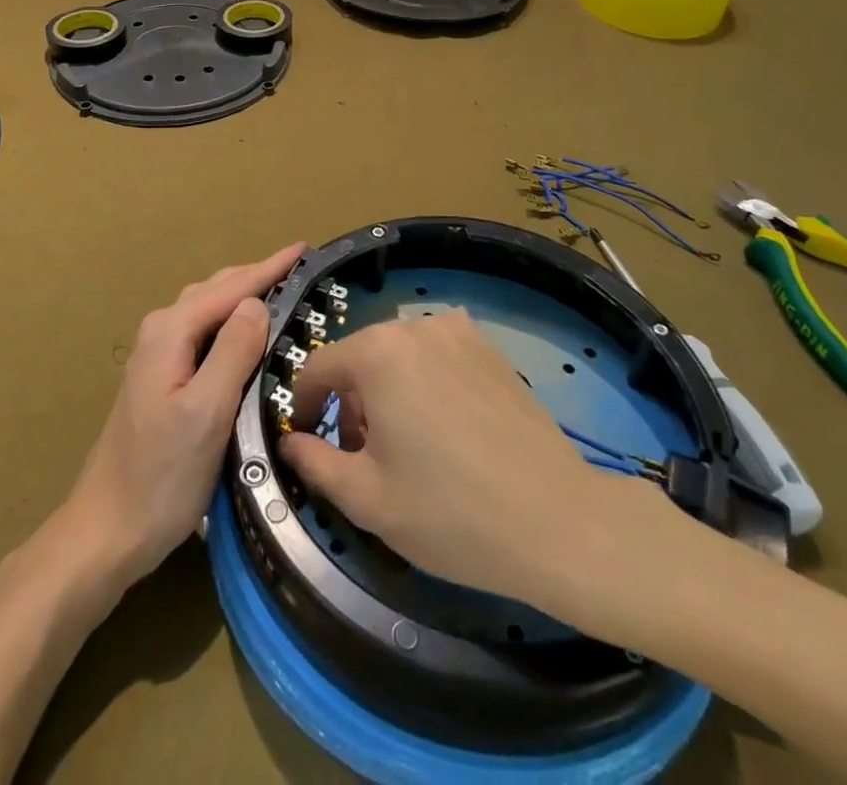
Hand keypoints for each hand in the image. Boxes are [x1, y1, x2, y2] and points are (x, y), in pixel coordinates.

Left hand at [62, 243, 303, 590]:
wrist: (107, 530)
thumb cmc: (161, 475)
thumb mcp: (207, 412)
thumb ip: (233, 352)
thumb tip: (257, 304)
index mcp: (171, 332)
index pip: (230, 288)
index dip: (270, 268)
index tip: (305, 248)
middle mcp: (161, 331)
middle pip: (217, 290)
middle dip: (258, 276)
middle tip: (301, 271)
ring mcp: (158, 355)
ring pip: (210, 309)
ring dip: (245, 296)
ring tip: (282, 292)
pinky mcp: (162, 378)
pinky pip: (205, 331)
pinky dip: (232, 321)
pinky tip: (248, 334)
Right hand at [280, 310, 703, 608]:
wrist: (557, 520)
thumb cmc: (449, 513)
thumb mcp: (366, 499)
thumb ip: (313, 462)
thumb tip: (289, 440)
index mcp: (378, 352)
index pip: (319, 367)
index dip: (305, 404)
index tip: (307, 439)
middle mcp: (415, 326)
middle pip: (361, 359)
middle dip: (351, 403)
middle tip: (364, 458)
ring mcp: (459, 331)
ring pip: (399, 357)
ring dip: (388, 393)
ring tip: (408, 449)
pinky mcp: (490, 348)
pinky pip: (437, 357)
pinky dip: (426, 383)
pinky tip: (448, 431)